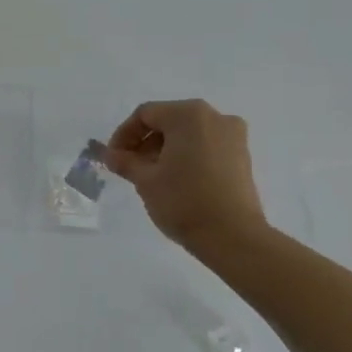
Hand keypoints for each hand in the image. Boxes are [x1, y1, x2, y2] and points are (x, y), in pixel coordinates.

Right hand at [104, 99, 269, 252]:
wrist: (233, 236)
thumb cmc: (183, 201)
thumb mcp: (145, 180)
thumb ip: (124, 161)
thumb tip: (109, 154)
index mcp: (188, 115)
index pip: (145, 114)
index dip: (123, 135)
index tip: (113, 159)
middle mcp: (215, 116)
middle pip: (168, 120)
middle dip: (145, 142)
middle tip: (129, 167)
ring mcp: (233, 135)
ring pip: (188, 133)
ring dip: (165, 149)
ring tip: (152, 176)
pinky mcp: (242, 155)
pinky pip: (206, 145)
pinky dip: (186, 155)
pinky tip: (176, 180)